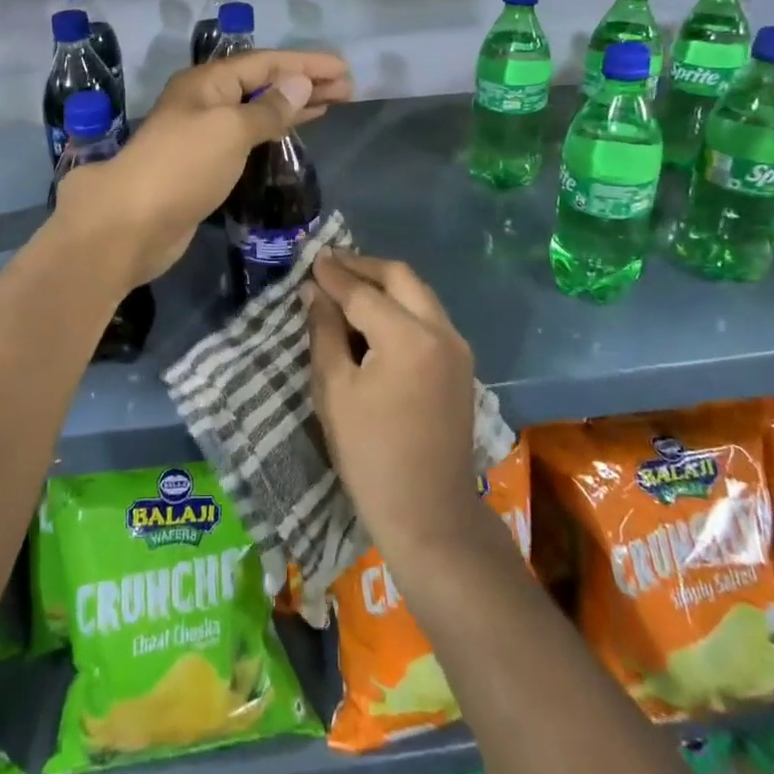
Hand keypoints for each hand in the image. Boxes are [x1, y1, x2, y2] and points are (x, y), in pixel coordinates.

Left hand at [53, 49, 351, 286]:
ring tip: (330, 104)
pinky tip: (291, 132)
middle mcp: (204, 102)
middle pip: (262, 84)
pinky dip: (273, 131)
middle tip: (347, 89)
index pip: (265, 63)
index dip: (305, 64)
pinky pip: (247, 137)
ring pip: (255, 110)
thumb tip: (299, 85)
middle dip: (303, 84)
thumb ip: (268, 109)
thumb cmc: (182, 167)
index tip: (343, 70)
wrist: (131, 225)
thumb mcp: (230, 130)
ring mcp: (203, 134)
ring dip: (291, 106)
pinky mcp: (204, 165)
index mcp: (207, 83)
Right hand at [304, 253, 483, 561]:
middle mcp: (440, 331)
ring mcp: (457, 347)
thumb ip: (324, 332)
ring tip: (348, 286)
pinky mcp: (461, 364)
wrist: (429, 513)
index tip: (311, 259)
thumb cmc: (370, 455)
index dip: (334, 275)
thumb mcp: (334, 390)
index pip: (363, 292)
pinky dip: (401, 305)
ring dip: (385, 284)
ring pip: (419, 294)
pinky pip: (429, 316)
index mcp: (408, 337)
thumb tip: (314, 292)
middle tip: (330, 265)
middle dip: (364, 267)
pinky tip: (375, 317)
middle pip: (401, 278)